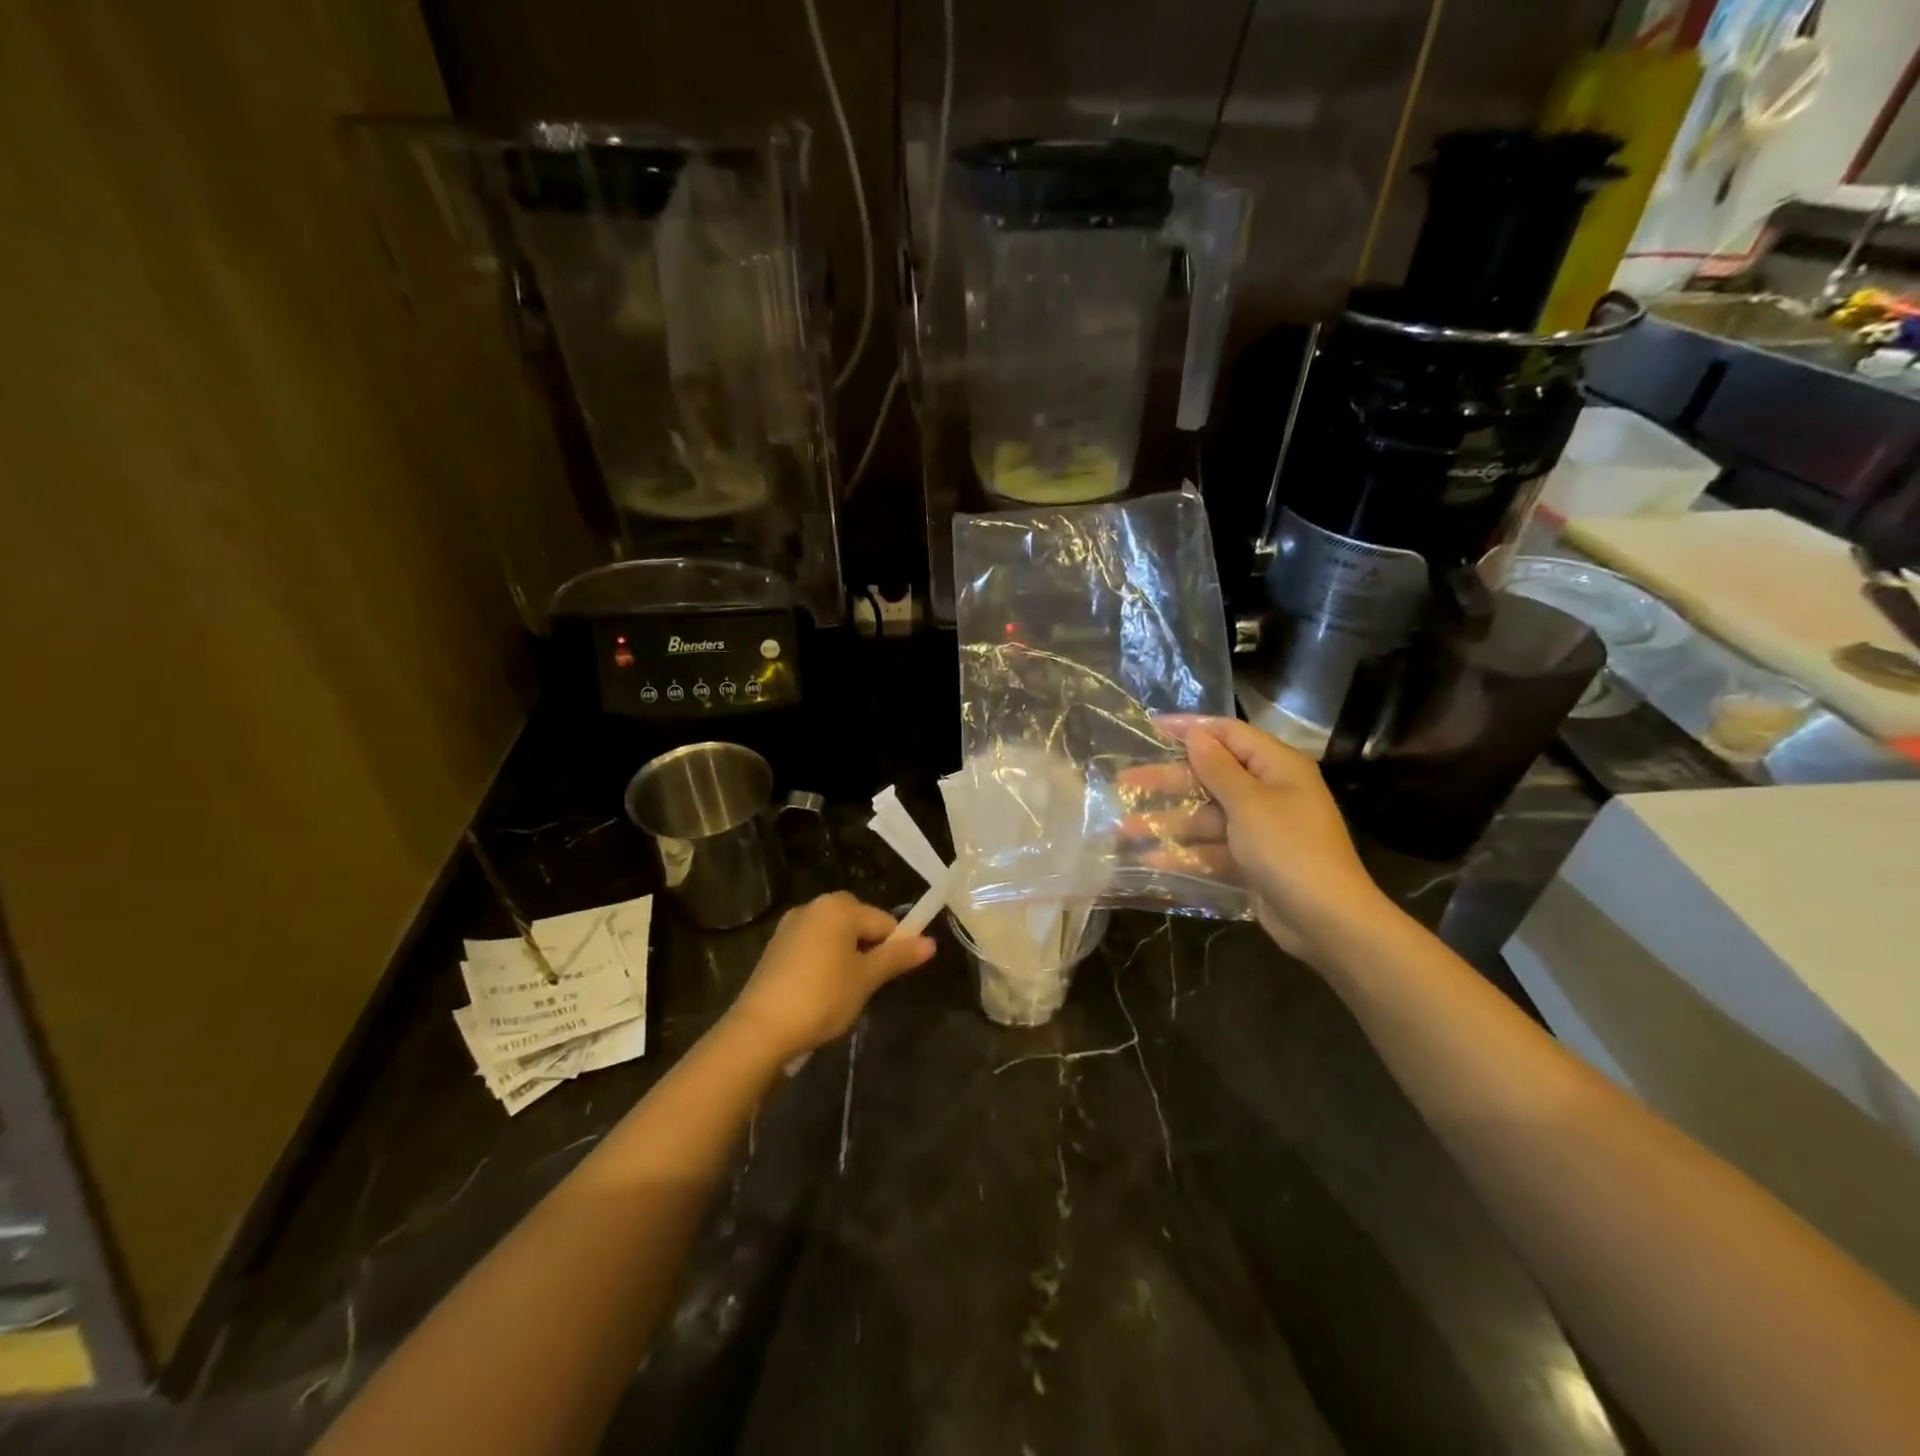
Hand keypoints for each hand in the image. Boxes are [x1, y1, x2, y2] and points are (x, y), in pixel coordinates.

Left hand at [725, 893, 935, 1062]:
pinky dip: (823, 964)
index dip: (894, 949)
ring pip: (835, 937)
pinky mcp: (775, 947)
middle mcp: (814, 906)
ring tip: (842, 994)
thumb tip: (931, 943)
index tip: (890, 979)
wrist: (760, 1029)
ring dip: (846, 958)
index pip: (884, 922)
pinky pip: (813, 947)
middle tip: (866, 986)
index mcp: (839, 906)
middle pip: (858, 924)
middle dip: (868, 951)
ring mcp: (791, 925)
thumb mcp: (866, 979)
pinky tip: (818, 993)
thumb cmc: (822, 997)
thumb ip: (898, 957)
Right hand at [1136, 717, 1389, 965]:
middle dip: (1167, 780)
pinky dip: (1183, 853)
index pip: (1228, 734)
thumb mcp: (1249, 803)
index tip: (1151, 727)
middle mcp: (1269, 792)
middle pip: (1210, 776)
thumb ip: (1218, 768)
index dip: (1190, 729)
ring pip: (1205, 816)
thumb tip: (1197, 735)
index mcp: (1277, 767)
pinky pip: (1211, 849)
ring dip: (1167, 821)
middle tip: (1124, 780)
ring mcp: (1259, 829)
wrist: (1327, 920)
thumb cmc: (1289, 849)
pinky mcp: (1251, 861)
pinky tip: (1149, 859)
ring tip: (1124, 827)